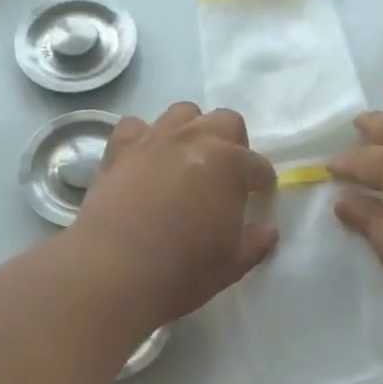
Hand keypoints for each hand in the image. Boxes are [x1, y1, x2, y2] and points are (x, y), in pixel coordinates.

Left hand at [70, 103, 278, 326]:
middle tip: (227, 175)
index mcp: (229, 164)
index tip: (260, 197)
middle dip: (234, 144)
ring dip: (193, 130)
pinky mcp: (119, 149)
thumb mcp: (232, 264)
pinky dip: (145, 136)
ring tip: (189, 158)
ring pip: (182, 112)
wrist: (114, 270)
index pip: (258, 166)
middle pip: (225, 122)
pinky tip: (146, 158)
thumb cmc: (183, 270)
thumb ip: (256, 242)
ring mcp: (154, 139)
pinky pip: (136, 126)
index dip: (263, 182)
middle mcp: (194, 140)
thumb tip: (269, 229)